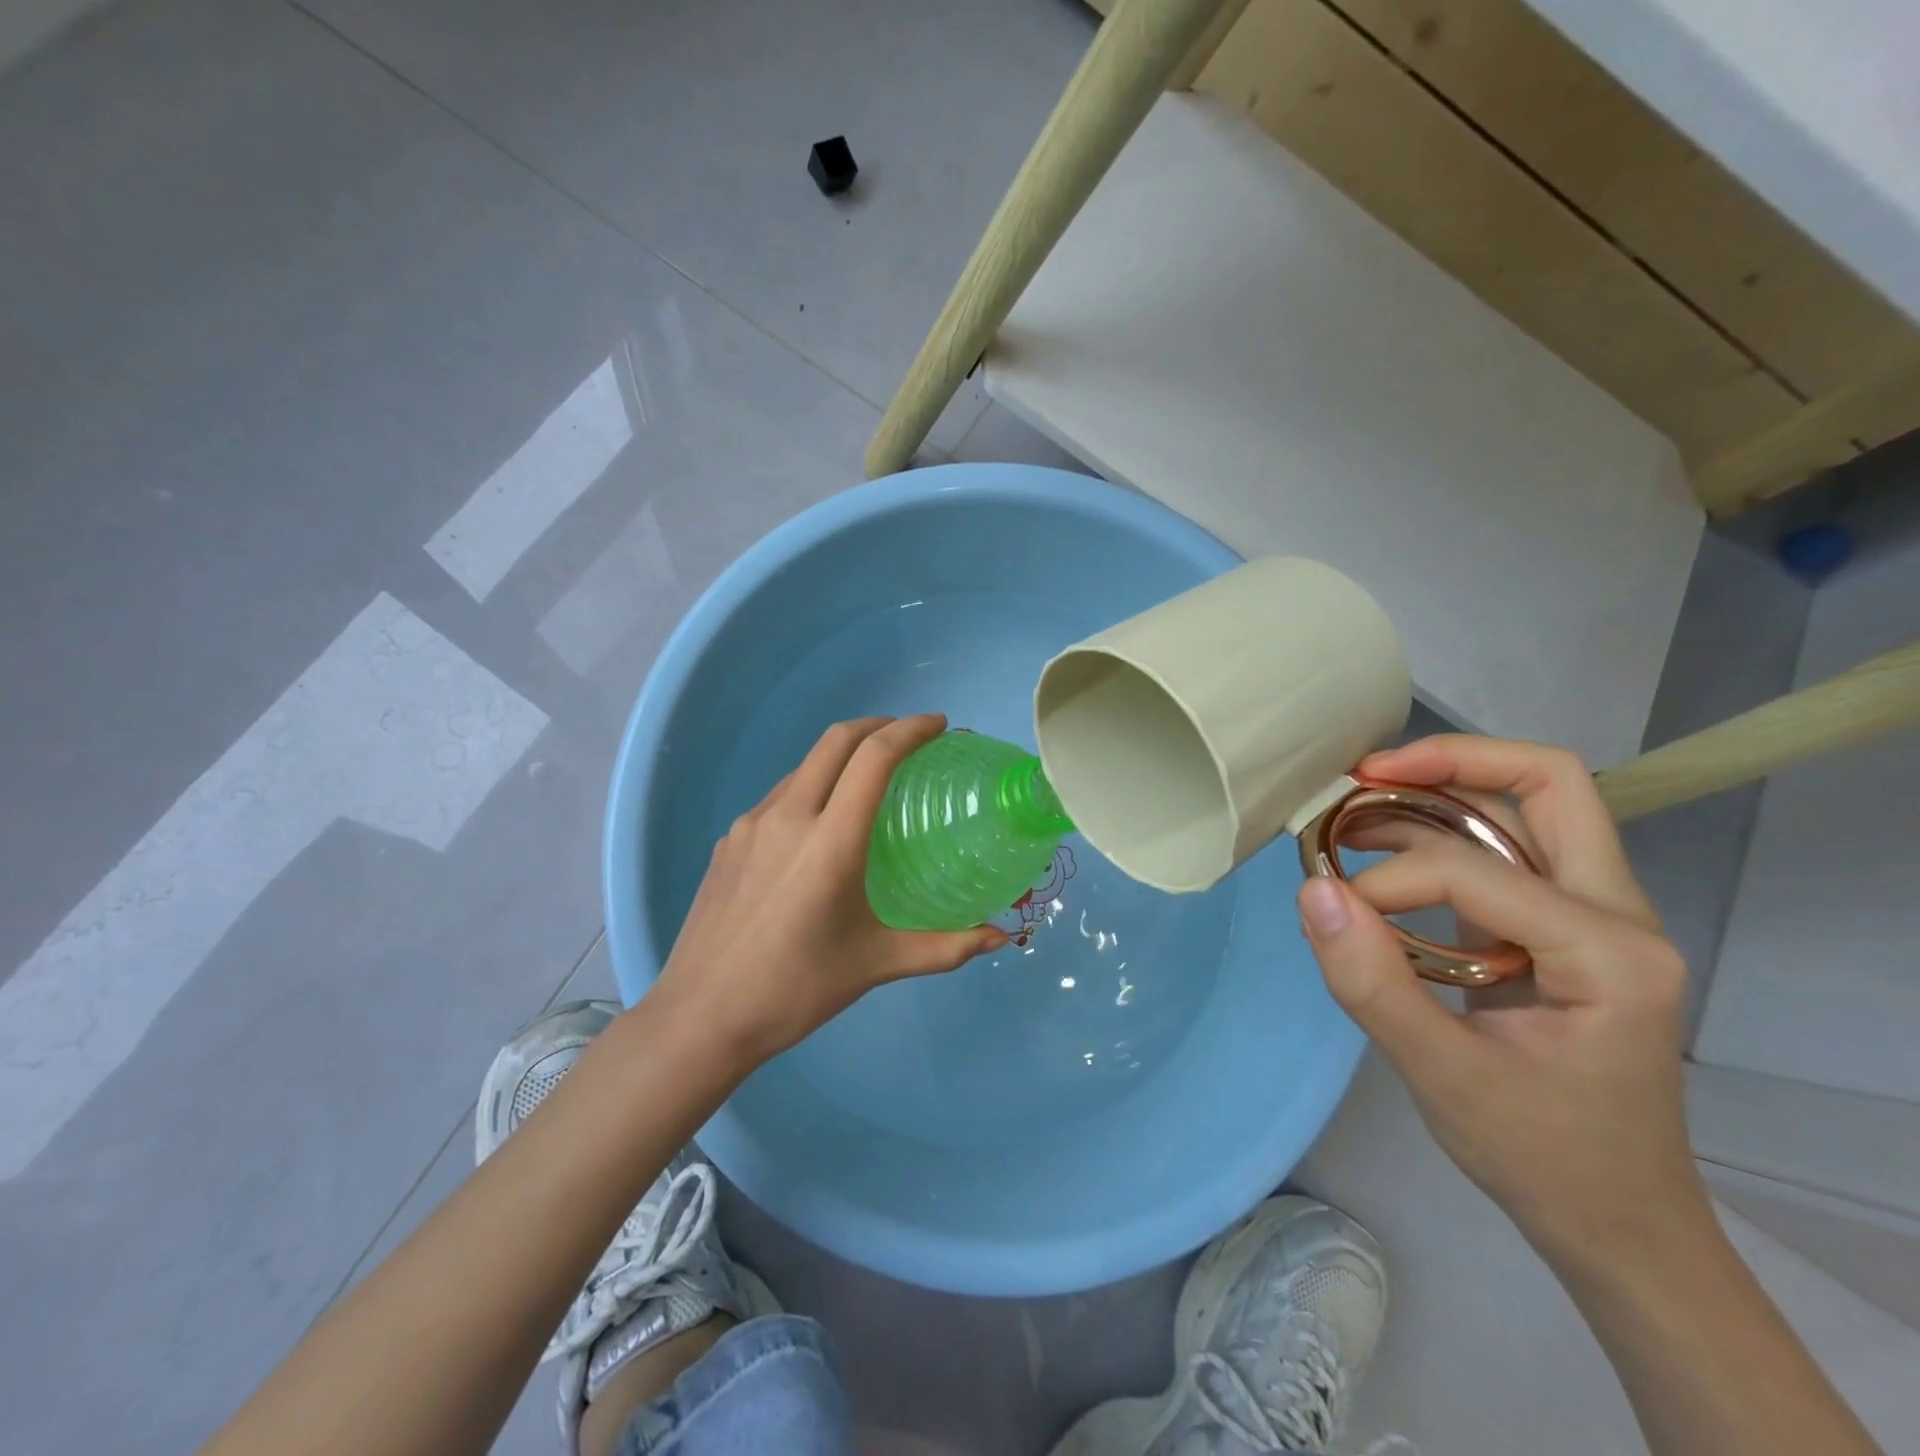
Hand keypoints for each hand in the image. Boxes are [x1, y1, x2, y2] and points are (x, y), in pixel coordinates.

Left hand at [650, 714, 1005, 1066]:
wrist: (700, 1018)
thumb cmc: (795, 990)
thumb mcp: (875, 965)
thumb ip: (943, 948)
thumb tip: (998, 938)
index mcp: (829, 841)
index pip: (873, 758)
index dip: (909, 730)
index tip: (938, 726)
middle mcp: (788, 817)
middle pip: (835, 741)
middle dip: (878, 725)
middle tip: (911, 739)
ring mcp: (751, 825)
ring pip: (804, 766)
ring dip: (842, 756)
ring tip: (870, 781)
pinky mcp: (729, 841)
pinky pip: (780, 796)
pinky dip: (813, 787)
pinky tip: (822, 826)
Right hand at [1295, 735, 1710, 1271]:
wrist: (1617, 1220)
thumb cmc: (1541, 1155)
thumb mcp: (1441, 1078)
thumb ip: (1371, 983)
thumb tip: (1312, 892)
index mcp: (1610, 951)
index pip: (1474, 870)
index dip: (1388, 880)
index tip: (1335, 912)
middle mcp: (1618, 911)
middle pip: (1547, 784)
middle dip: (1449, 761)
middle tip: (1363, 774)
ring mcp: (1594, 913)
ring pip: (1524, 806)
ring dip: (1437, 792)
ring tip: (1356, 808)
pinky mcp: (1559, 923)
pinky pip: (1504, 847)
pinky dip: (1439, 831)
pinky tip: (1382, 850)